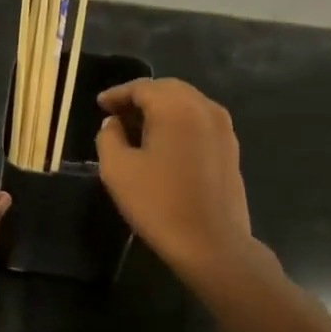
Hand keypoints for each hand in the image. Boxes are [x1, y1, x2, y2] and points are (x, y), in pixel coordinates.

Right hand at [95, 79, 258, 286]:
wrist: (211, 243)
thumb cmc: (159, 204)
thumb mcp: (118, 170)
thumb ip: (109, 137)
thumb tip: (113, 123)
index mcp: (176, 107)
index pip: (142, 87)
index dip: (117, 94)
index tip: (99, 105)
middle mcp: (204, 108)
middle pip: (168, 90)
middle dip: (140, 98)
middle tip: (116, 114)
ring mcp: (223, 128)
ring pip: (187, 104)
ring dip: (161, 110)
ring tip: (138, 128)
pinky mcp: (231, 148)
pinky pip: (200, 122)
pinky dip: (179, 123)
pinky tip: (164, 144)